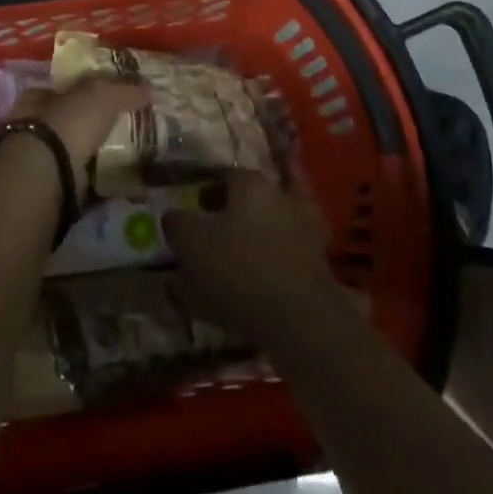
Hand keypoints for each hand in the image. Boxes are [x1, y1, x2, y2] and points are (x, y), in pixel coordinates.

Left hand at [15, 79, 149, 168]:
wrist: (50, 172)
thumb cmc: (69, 121)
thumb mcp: (102, 94)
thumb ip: (124, 89)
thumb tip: (148, 87)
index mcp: (38, 97)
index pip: (64, 88)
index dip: (85, 90)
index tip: (110, 96)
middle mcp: (33, 125)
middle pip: (68, 119)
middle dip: (91, 123)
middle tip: (123, 125)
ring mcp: (41, 157)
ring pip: (73, 149)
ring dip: (94, 151)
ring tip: (126, 152)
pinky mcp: (53, 184)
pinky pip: (81, 176)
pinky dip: (98, 177)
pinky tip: (118, 176)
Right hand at [162, 171, 341, 344]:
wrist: (299, 319)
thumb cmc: (238, 270)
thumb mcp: (191, 243)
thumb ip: (178, 224)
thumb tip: (173, 216)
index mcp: (250, 183)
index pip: (223, 174)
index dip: (205, 188)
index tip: (193, 205)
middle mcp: (280, 196)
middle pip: (251, 194)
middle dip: (231, 207)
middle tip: (211, 229)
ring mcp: (305, 227)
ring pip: (274, 221)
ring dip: (256, 231)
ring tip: (232, 257)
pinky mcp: (319, 261)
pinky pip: (289, 251)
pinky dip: (274, 258)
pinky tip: (258, 276)